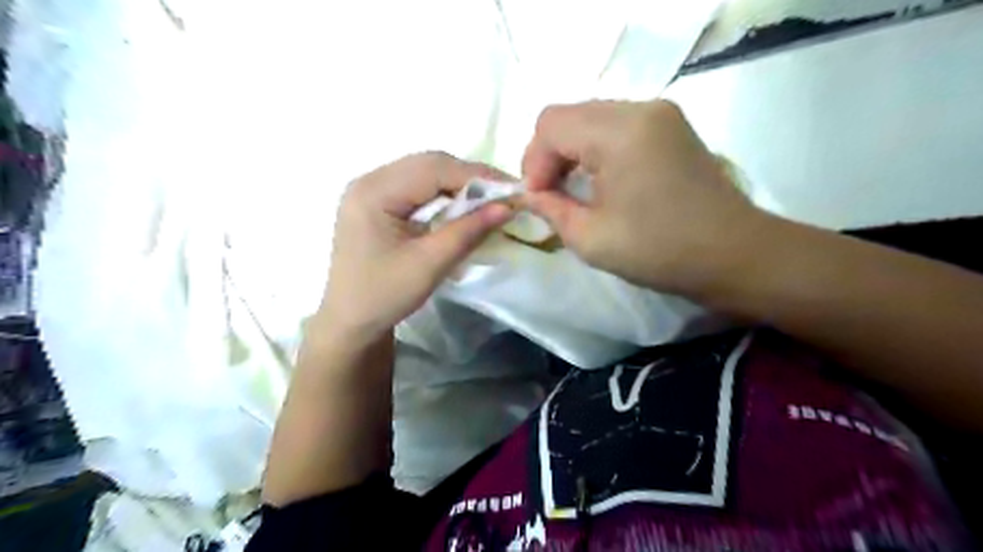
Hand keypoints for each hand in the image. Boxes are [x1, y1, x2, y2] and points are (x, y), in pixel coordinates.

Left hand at [316, 152, 514, 344]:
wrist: (350, 322)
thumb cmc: (384, 296)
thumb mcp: (429, 265)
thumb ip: (468, 231)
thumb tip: (508, 207)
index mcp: (374, 192)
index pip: (434, 168)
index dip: (477, 176)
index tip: (513, 189)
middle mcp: (369, 180)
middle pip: (429, 164)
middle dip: (470, 178)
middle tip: (505, 195)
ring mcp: (371, 190)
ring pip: (425, 173)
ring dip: (459, 185)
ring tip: (489, 200)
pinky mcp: (378, 203)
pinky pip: (417, 187)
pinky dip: (444, 194)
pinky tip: (462, 207)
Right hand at [522, 99, 765, 296]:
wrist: (733, 254)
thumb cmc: (659, 251)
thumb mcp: (591, 239)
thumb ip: (551, 209)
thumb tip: (530, 195)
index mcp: (619, 133)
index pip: (551, 124)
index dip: (534, 161)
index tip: (539, 198)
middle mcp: (640, 108)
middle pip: (569, 115)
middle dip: (549, 154)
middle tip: (552, 194)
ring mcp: (660, 113)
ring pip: (591, 117)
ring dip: (572, 150)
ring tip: (574, 189)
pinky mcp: (671, 125)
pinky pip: (616, 124)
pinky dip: (596, 147)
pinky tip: (601, 179)